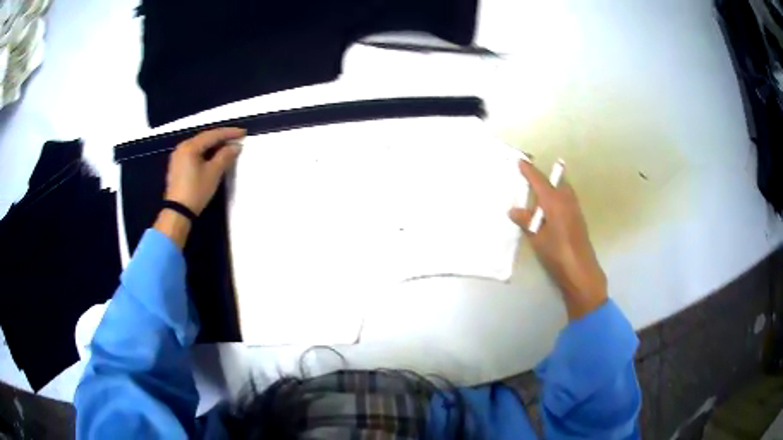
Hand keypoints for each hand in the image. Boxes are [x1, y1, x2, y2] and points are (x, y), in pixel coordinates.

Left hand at [164, 127, 245, 214]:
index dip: (229, 133)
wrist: (177, 212)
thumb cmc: (196, 191)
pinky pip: (194, 153)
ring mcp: (178, 156)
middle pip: (205, 138)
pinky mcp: (177, 166)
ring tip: (227, 146)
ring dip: (213, 145)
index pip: (213, 135)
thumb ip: (225, 156)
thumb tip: (236, 146)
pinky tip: (213, 155)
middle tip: (236, 138)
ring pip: (199, 145)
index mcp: (190, 146)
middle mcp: (182, 147)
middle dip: (221, 138)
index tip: (243, 133)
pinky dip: (205, 152)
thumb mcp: (213, 173)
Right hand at [509, 159, 606, 319]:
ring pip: (563, 190)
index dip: (529, 171)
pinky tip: (551, 209)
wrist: (580, 270)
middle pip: (555, 181)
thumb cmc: (557, 253)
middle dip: (543, 177)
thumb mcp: (537, 238)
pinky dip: (557, 197)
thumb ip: (526, 221)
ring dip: (552, 187)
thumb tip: (513, 210)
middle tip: (530, 177)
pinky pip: (567, 199)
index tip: (520, 161)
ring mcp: (575, 209)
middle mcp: (566, 200)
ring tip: (539, 192)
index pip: (539, 181)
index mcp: (554, 201)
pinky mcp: (578, 219)